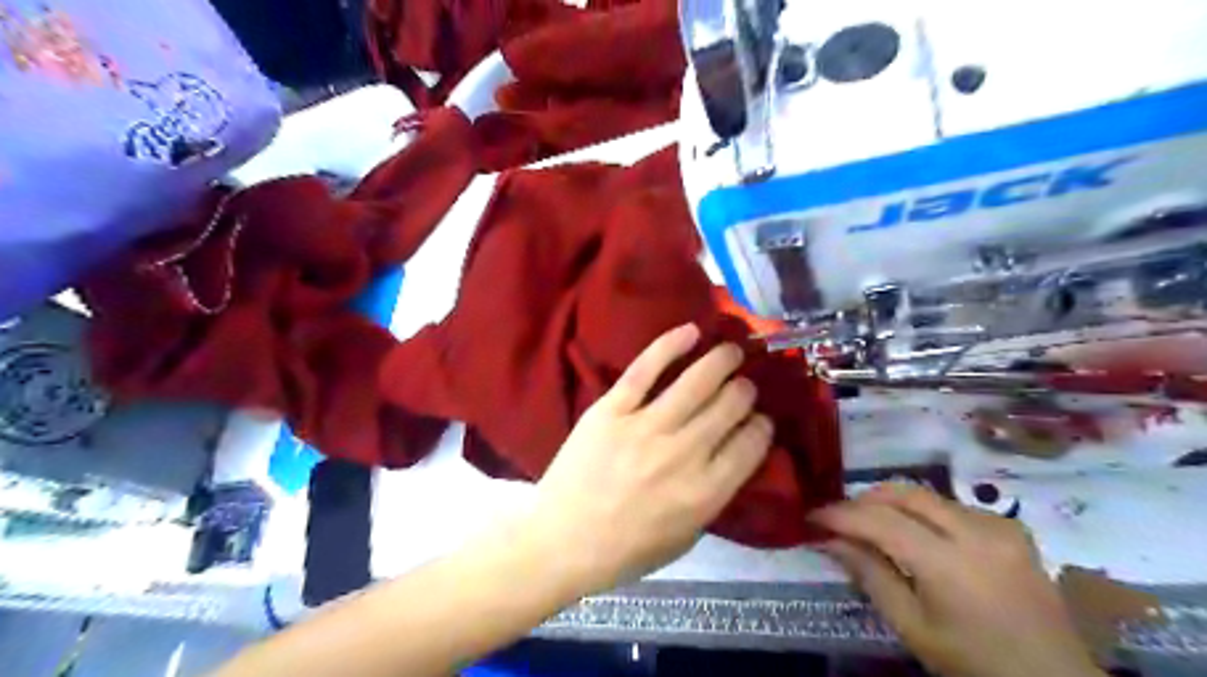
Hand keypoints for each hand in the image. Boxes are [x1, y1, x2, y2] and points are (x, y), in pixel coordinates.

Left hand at [530, 326, 772, 594]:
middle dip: (744, 391)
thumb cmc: (626, 549)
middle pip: (730, 405)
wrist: (563, 541)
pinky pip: (645, 368)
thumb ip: (713, 496)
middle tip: (741, 386)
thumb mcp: (686, 536)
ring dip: (721, 360)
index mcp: (706, 491)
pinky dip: (670, 345)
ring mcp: (645, 427)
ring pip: (697, 381)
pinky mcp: (612, 409)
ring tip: (730, 351)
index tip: (758, 419)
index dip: (761, 426)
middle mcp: (683, 453)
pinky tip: (691, 331)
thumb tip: (731, 455)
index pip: (752, 444)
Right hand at [809, 483, 1101, 676]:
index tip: (812, 516)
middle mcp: (975, 532)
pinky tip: (916, 533)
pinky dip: (924, 511)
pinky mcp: (1011, 528)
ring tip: (870, 522)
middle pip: (904, 493)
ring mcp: (998, 526)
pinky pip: (953, 505)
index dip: (840, 514)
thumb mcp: (913, 628)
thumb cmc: (973, 663)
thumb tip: (829, 540)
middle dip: (864, 499)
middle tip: (839, 516)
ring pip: (927, 494)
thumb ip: (870, 575)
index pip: (879, 520)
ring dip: (892, 502)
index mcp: (948, 563)